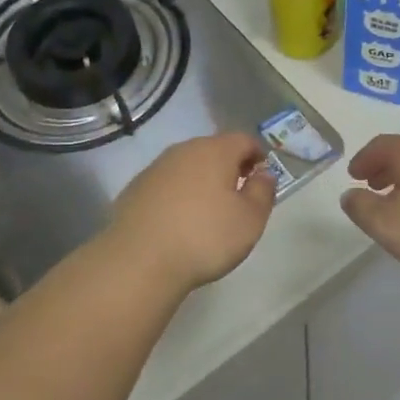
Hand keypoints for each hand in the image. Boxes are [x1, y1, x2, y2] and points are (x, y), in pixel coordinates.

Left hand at [105, 134, 277, 292]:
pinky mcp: (135, 188)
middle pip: (214, 149)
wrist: (140, 260)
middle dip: (229, 166)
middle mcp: (184, 150)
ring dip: (201, 180)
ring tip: (208, 210)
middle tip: (237, 194)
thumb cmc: (205, 237)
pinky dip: (177, 194)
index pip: (243, 140)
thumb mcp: (250, 220)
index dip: (257, 155)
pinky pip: (166, 183)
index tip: (261, 176)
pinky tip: (178, 221)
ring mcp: (156, 167)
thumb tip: (264, 173)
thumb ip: (263, 192)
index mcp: (215, 151)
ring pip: (188, 165)